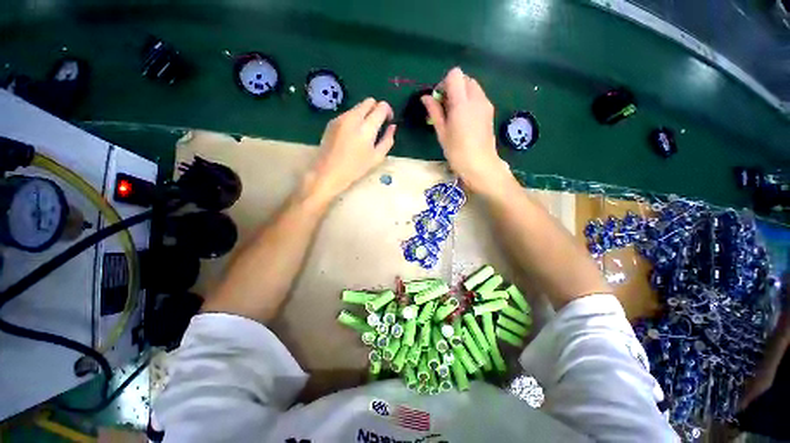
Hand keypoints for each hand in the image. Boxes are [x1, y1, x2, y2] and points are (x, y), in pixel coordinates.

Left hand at [307, 98, 396, 201]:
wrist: (328, 172)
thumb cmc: (356, 168)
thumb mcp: (377, 157)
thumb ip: (387, 140)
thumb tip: (392, 126)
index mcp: (366, 127)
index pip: (381, 107)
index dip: (388, 111)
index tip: (388, 121)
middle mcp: (353, 117)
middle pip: (369, 101)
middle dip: (376, 109)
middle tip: (378, 124)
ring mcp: (341, 118)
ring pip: (358, 107)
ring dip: (365, 114)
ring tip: (364, 133)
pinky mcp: (332, 121)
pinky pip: (348, 114)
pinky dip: (354, 119)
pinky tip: (352, 135)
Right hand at [422, 67, 511, 193]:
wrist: (481, 166)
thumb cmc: (458, 152)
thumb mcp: (442, 133)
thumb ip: (434, 112)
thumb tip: (425, 97)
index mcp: (462, 103)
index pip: (455, 75)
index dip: (444, 83)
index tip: (439, 100)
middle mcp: (477, 98)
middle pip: (464, 78)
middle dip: (453, 88)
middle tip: (445, 108)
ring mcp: (486, 104)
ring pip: (472, 87)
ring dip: (461, 94)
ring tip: (454, 115)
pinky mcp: (490, 111)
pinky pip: (478, 97)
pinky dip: (469, 101)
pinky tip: (464, 119)